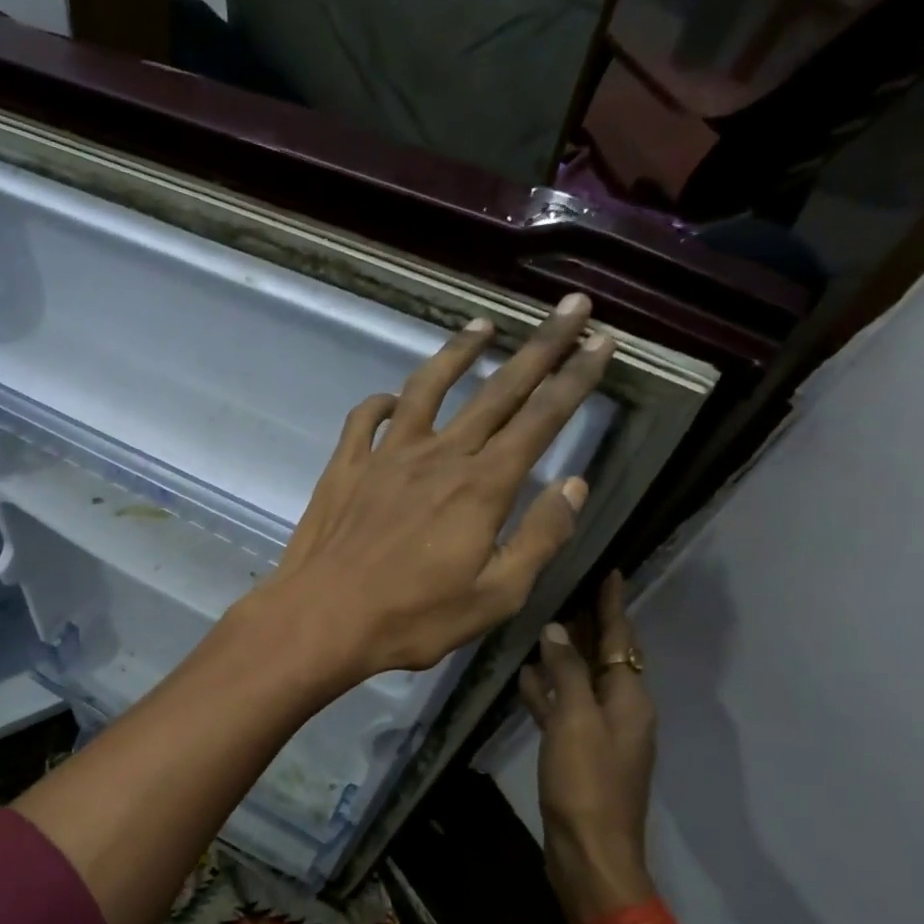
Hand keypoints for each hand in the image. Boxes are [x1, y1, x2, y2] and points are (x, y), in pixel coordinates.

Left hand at [250, 294, 613, 685]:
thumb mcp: (495, 596)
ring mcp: (385, 456)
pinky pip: (364, 419)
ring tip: (483, 325)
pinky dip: (382, 402)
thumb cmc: (411, 618)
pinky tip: (393, 398)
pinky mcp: (345, 467)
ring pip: (427, 389)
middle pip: (497, 390)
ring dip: (458, 353)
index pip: (541, 418)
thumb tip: (574, 484)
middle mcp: (437, 456)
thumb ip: (539, 538)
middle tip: (570, 305)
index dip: (576, 377)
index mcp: (481, 486)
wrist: (321, 618)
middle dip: (540, 346)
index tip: (602, 340)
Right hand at [521, 571, 657, 919]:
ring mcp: (597, 732)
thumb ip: (567, 674)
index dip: (613, 605)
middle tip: (566, 586)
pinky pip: (562, 708)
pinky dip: (547, 690)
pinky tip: (523, 677)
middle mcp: (620, 710)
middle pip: (604, 656)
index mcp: (630, 699)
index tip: (609, 570)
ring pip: (580, 680)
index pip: (622, 639)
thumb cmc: (587, 782)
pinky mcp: (576, 751)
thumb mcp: (576, 721)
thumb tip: (558, 631)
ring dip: (563, 654)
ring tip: (539, 623)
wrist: (588, 851)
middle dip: (589, 623)